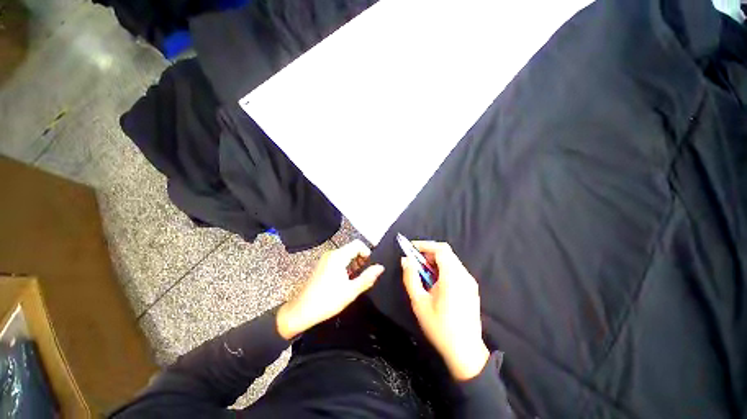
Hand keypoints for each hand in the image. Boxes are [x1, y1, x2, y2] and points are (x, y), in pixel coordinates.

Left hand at [277, 240, 383, 339]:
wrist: (301, 311)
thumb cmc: (327, 300)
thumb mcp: (351, 291)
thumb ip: (367, 277)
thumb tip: (381, 267)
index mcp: (338, 256)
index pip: (358, 244)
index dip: (367, 253)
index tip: (369, 266)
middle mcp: (331, 254)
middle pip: (352, 248)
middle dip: (360, 259)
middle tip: (362, 275)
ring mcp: (325, 259)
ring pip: (345, 254)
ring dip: (353, 264)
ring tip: (354, 280)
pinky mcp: (322, 265)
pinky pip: (338, 260)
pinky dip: (345, 266)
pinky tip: (344, 281)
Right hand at [402, 241, 489, 380]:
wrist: (465, 351)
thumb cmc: (439, 326)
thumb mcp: (419, 302)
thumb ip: (410, 277)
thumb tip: (406, 260)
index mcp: (452, 277)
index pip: (441, 249)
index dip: (425, 245)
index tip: (411, 248)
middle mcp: (464, 275)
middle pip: (446, 253)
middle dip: (429, 252)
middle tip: (415, 261)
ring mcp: (469, 282)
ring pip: (451, 261)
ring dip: (435, 261)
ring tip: (423, 272)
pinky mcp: (471, 288)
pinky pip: (456, 270)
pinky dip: (443, 268)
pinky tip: (435, 282)